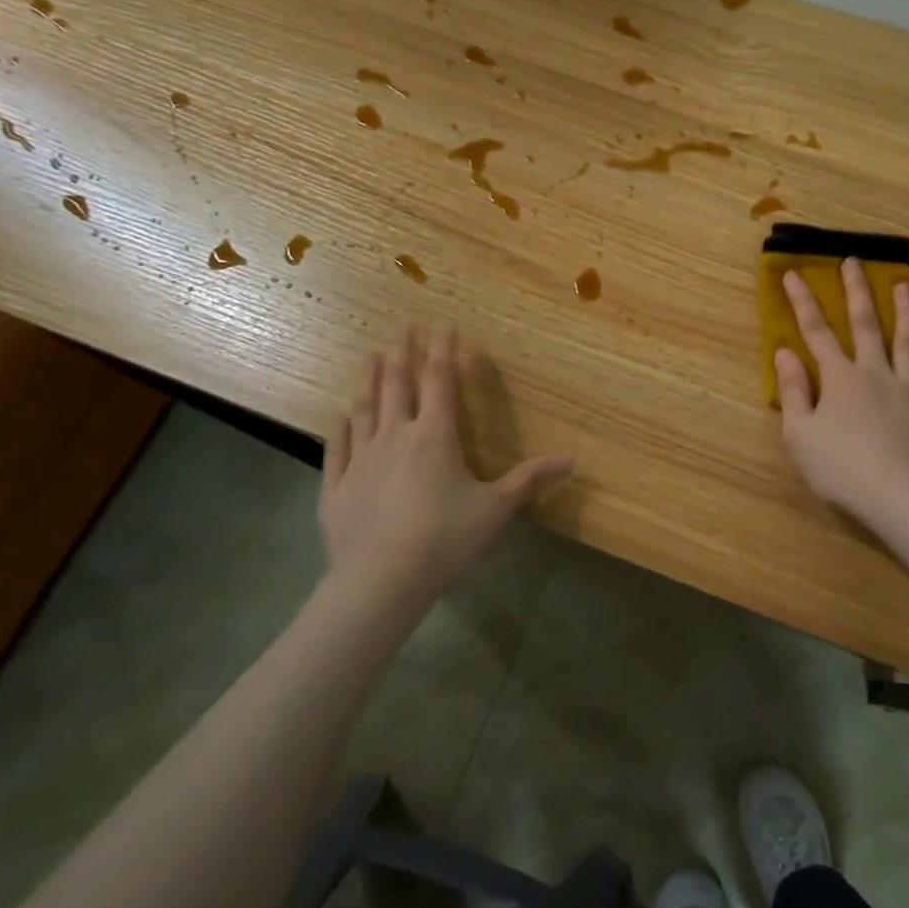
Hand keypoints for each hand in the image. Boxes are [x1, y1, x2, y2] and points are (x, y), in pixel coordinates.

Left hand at [319, 327, 572, 598]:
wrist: (380, 581)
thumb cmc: (444, 539)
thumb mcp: (496, 509)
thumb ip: (531, 480)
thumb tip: (572, 461)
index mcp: (434, 436)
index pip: (439, 382)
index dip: (443, 352)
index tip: (444, 326)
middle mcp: (395, 436)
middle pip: (397, 384)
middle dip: (402, 352)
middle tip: (403, 326)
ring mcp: (360, 460)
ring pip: (365, 409)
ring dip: (370, 381)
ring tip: (371, 358)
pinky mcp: (336, 487)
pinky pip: (337, 447)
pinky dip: (340, 426)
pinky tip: (340, 415)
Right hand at [775, 260, 908, 526]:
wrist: (899, 496)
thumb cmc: (840, 469)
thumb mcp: (799, 434)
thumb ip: (792, 391)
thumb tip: (785, 352)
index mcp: (839, 379)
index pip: (816, 332)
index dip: (803, 303)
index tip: (793, 274)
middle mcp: (875, 373)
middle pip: (866, 324)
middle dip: (857, 291)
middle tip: (854, 261)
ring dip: (907, 311)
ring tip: (906, 285)